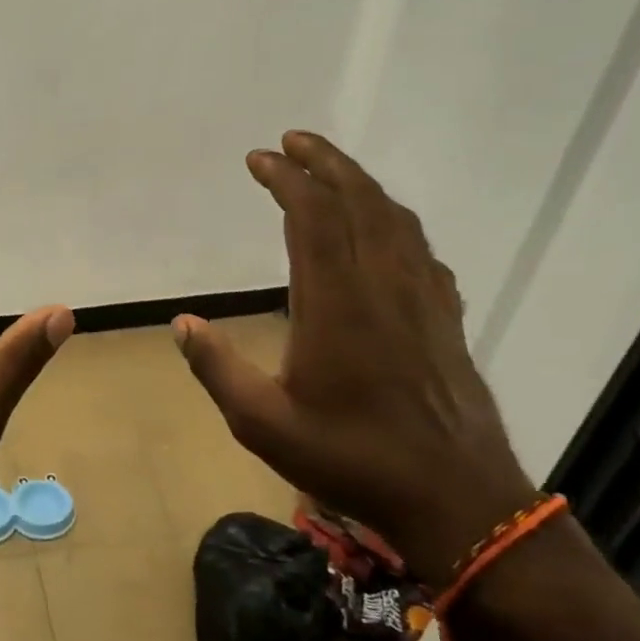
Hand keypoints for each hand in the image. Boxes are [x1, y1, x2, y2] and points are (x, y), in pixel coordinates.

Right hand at [171, 131, 536, 587]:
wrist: (457, 500)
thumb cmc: (351, 460)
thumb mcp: (263, 424)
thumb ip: (218, 369)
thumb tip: (182, 323)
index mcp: (336, 303)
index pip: (313, 216)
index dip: (286, 179)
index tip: (259, 158)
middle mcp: (383, 285)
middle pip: (359, 201)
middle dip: (324, 162)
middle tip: (293, 140)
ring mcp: (422, 299)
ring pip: (395, 219)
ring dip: (361, 184)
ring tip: (331, 170)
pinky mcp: (446, 318)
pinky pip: (421, 250)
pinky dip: (395, 223)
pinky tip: (385, 232)